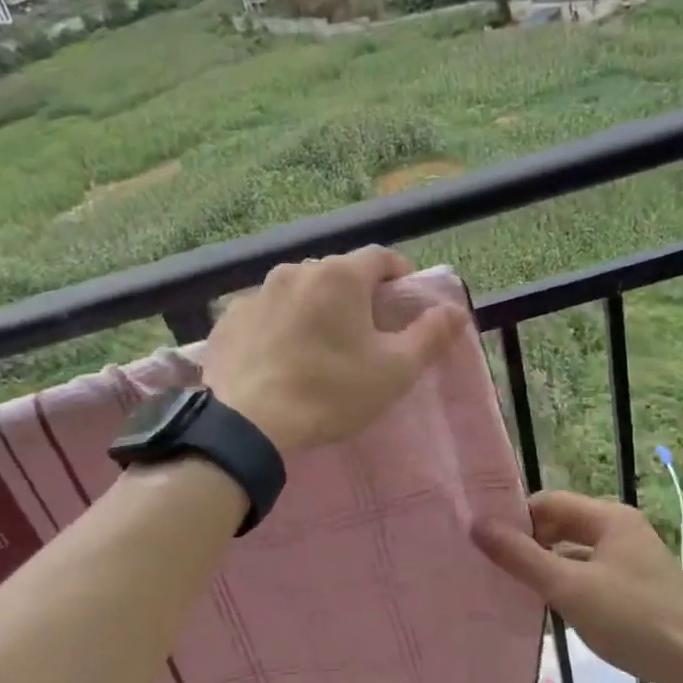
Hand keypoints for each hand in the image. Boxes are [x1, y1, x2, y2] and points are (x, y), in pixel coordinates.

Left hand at [202, 247, 467, 456]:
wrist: (248, 425)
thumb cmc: (331, 392)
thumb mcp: (394, 370)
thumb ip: (430, 336)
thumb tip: (454, 310)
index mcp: (340, 276)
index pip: (380, 257)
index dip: (399, 275)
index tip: (405, 301)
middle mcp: (295, 271)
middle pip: (337, 274)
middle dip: (356, 295)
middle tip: (365, 333)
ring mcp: (256, 293)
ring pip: (298, 292)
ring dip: (315, 309)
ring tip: (319, 347)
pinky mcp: (228, 320)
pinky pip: (265, 314)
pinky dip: (279, 326)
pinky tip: (280, 358)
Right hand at [471, 491, 682, 682]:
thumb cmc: (633, 619)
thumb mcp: (569, 588)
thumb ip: (521, 557)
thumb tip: (477, 525)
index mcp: (609, 518)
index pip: (549, 502)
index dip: (517, 519)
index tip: (486, 543)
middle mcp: (621, 529)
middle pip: (562, 524)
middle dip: (530, 542)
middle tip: (495, 567)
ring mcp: (632, 558)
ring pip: (575, 551)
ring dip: (547, 564)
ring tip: (514, 587)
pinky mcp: (636, 586)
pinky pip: (590, 573)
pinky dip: (568, 583)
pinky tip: (550, 606)